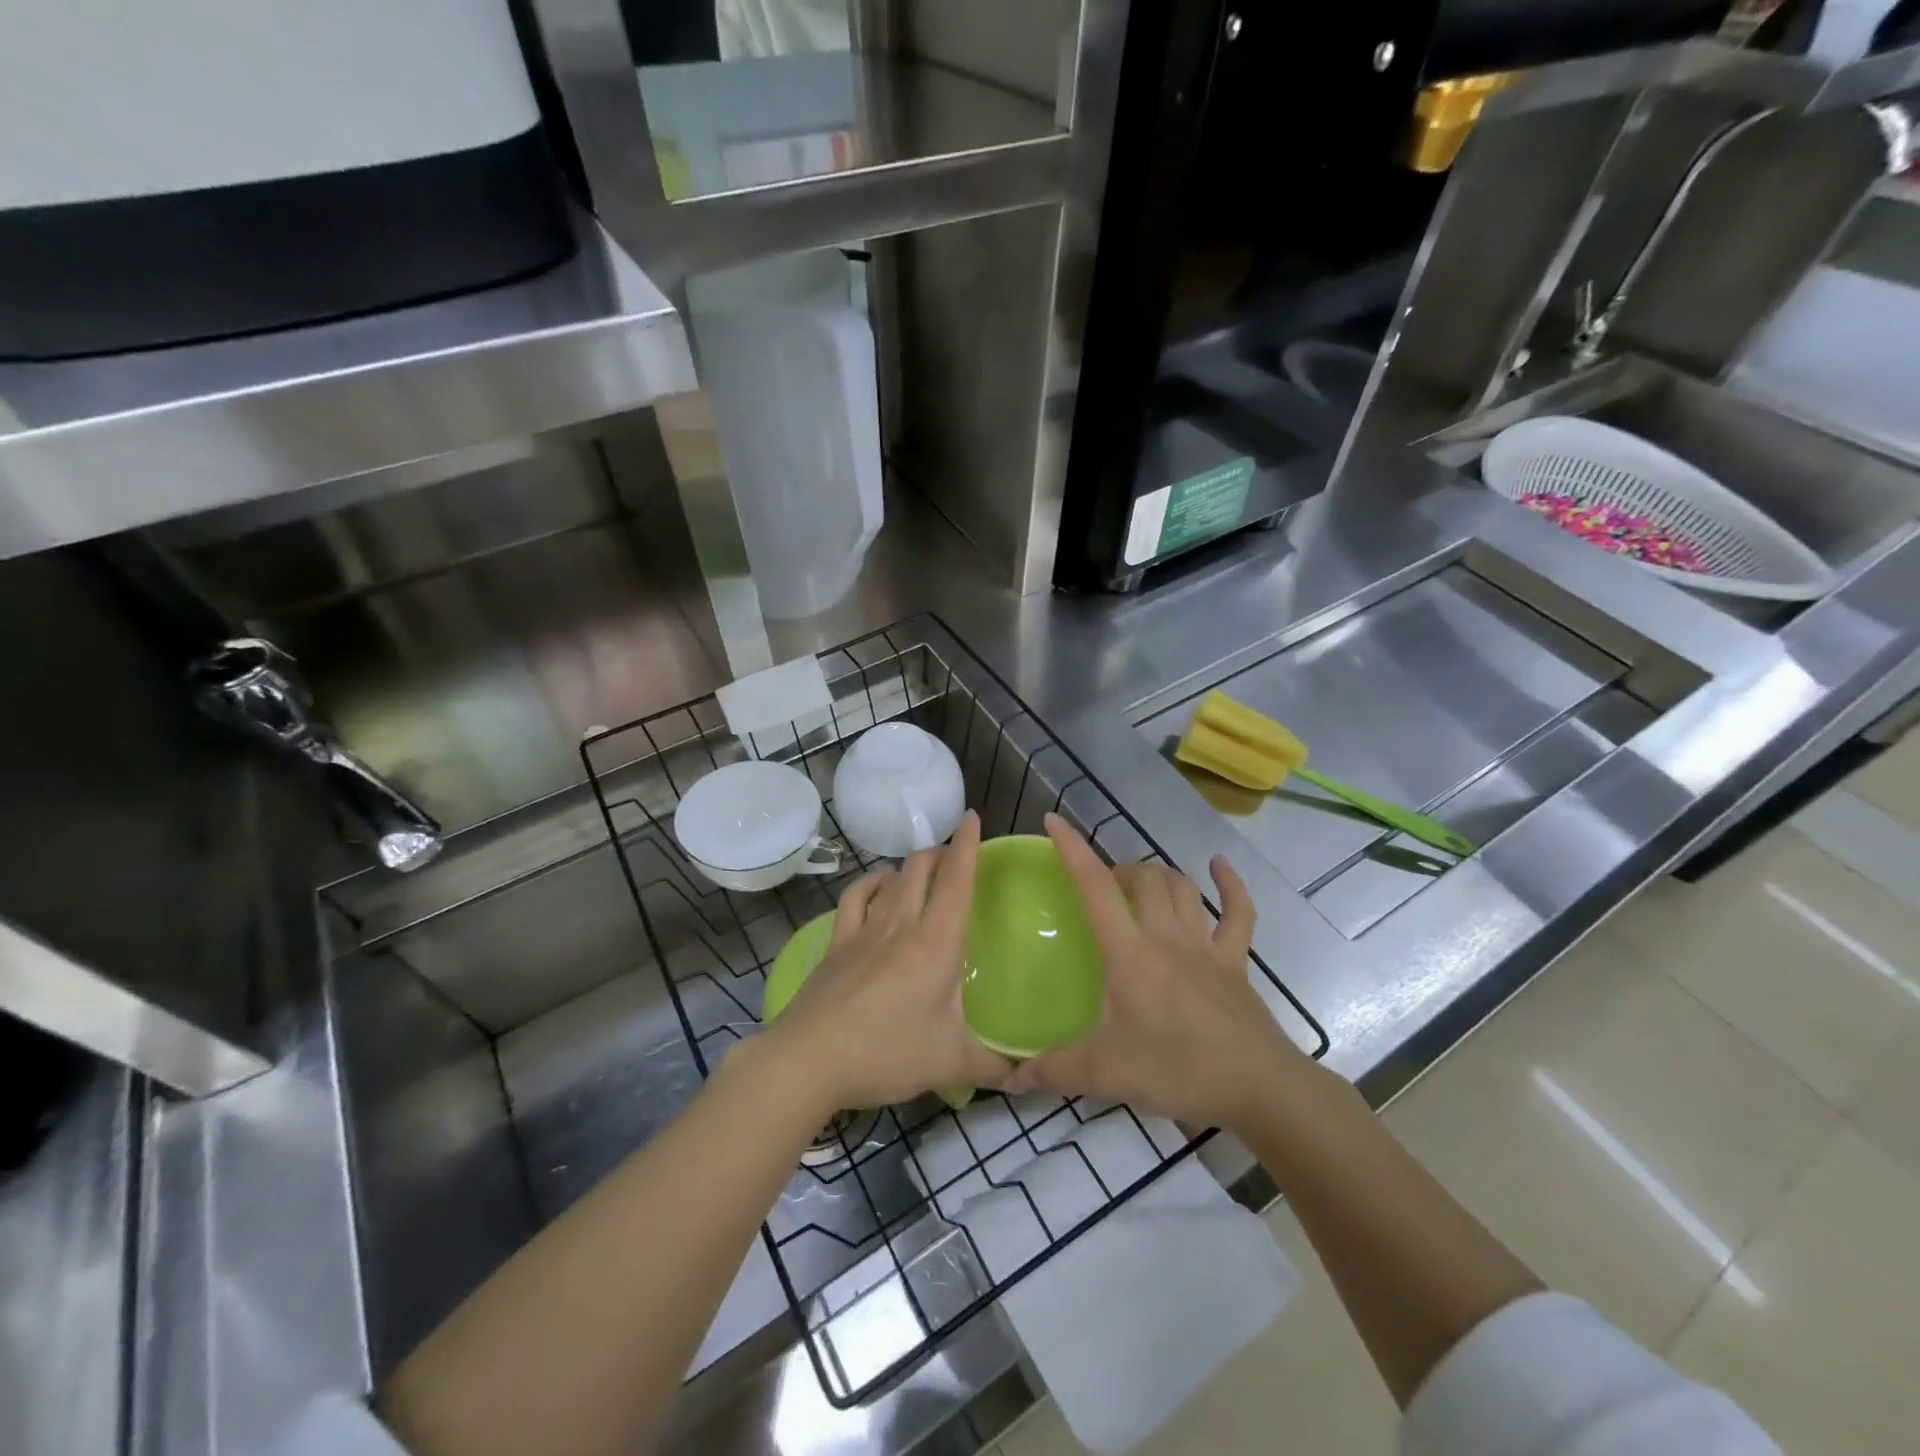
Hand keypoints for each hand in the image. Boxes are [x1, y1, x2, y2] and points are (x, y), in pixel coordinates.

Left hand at [762, 811, 1011, 1111]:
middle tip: (954, 855)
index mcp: (936, 943)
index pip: (957, 881)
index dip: (967, 846)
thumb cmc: (887, 1053)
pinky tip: (876, 885)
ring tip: (922, 867)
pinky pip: (855, 899)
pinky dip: (869, 884)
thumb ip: (995, 1067)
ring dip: (910, 866)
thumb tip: (1027, 1073)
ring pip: (891, 880)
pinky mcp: (836, 944)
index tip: (972, 817)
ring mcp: (864, 931)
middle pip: (921, 869)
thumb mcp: (951, 1064)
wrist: (808, 1060)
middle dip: (940, 852)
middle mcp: (901, 925)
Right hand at [1005, 814, 1310, 1130]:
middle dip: (1118, 870)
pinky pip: (1239, 913)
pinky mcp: (1237, 962)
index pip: (1096, 889)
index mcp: (1130, 955)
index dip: (1073, 850)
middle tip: (1101, 889)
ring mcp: (1207, 946)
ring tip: (1139, 884)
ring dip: (1159, 875)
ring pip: (1182, 888)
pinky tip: (1219, 867)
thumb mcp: (1106, 1073)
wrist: (1259, 1089)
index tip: (1053, 821)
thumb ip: (1054, 1071)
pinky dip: (1230, 885)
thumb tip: (1007, 1078)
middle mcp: (1168, 938)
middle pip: (1144, 879)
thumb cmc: (1178, 1072)